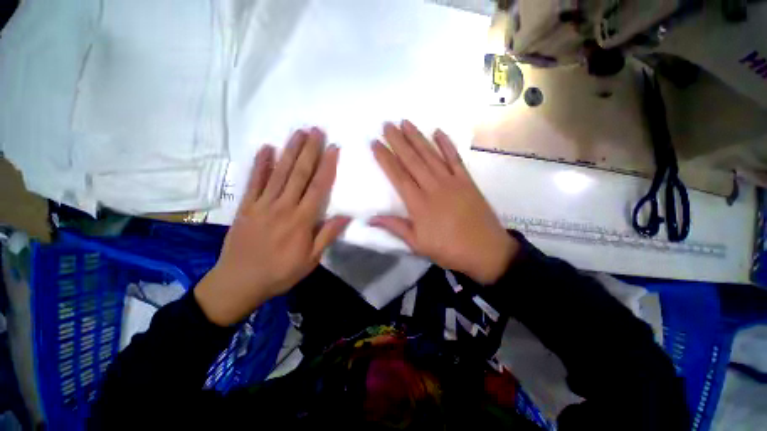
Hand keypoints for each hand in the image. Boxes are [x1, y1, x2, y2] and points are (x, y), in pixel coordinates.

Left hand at [195, 128, 350, 325]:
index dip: (327, 166)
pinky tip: (267, 148)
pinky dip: (261, 164)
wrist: (239, 283)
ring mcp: (262, 204)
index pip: (318, 188)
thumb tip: (345, 216)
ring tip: (298, 133)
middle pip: (299, 174)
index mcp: (301, 221)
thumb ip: (327, 235)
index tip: (333, 148)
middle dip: (309, 150)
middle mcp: (283, 207)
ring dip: (290, 151)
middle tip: (316, 130)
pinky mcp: (246, 206)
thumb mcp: (311, 260)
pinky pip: (254, 181)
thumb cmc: (280, 273)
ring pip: (279, 173)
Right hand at [370, 121, 518, 284]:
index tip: (375, 143)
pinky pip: (455, 158)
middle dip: (398, 141)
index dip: (385, 158)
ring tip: (405, 122)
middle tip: (387, 125)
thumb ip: (395, 227)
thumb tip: (371, 219)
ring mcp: (452, 181)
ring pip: (431, 155)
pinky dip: (447, 144)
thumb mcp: (417, 244)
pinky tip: (438, 131)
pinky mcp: (467, 181)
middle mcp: (433, 187)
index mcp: (419, 204)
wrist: (486, 251)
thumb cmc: (448, 250)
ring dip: (417, 137)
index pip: (398, 175)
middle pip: (412, 160)